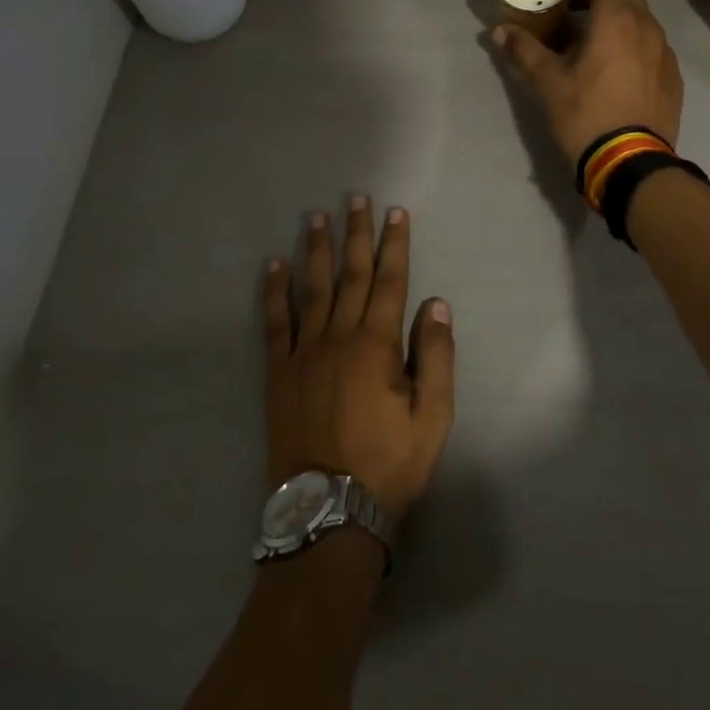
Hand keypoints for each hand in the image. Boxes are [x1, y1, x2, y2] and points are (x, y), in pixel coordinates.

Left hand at [264, 196, 454, 516]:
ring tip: (316, 217)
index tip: (395, 213)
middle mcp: (339, 336)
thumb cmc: (388, 464)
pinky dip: (274, 292)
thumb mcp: (433, 418)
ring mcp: (303, 352)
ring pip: (311, 288)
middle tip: (356, 198)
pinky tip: (273, 266)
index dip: (395, 245)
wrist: (329, 511)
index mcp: (377, 345)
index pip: (391, 282)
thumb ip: (436, 357)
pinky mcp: (278, 372)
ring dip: (315, 250)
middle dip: (356, 234)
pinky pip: (274, 322)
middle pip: (351, 274)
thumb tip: (436, 304)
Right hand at [493, 0, 683, 167]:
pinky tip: (615, 65)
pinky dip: (632, 42)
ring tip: (591, 36)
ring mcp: (665, 54)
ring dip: (617, 18)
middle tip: (572, 4)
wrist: (631, 164)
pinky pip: (651, 46)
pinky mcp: (673, 78)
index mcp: (618, 20)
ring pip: (641, 20)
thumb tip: (500, 31)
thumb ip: (524, 51)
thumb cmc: (586, 115)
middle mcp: (648, 28)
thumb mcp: (548, 83)